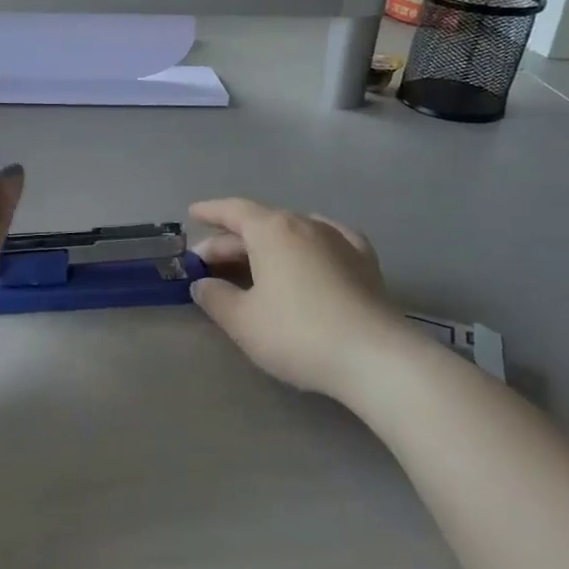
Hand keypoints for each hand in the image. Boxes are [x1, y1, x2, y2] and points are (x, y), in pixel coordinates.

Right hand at [188, 198, 404, 397]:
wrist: (375, 357)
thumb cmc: (298, 333)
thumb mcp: (242, 321)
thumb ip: (216, 297)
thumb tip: (202, 284)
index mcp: (273, 230)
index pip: (234, 210)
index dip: (211, 212)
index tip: (193, 213)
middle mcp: (306, 225)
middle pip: (261, 224)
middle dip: (231, 241)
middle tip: (208, 262)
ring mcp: (340, 241)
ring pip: (293, 232)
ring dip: (267, 245)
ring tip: (252, 262)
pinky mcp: (365, 263)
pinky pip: (328, 241)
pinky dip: (308, 246)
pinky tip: (310, 254)